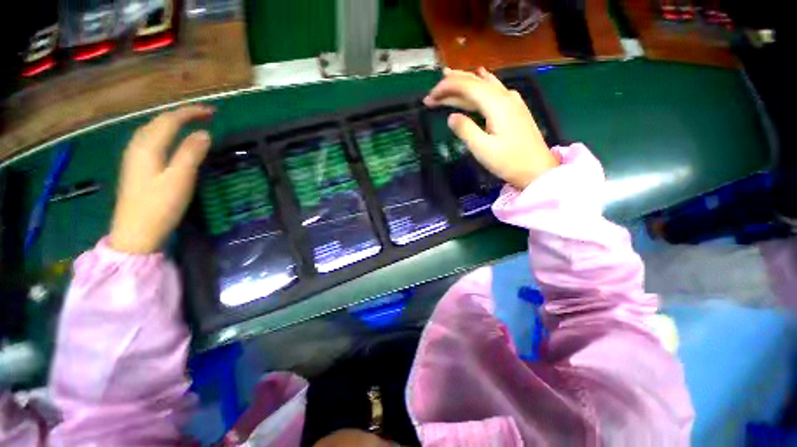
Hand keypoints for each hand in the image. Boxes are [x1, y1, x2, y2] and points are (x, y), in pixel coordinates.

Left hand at [109, 105, 213, 253]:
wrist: (135, 233)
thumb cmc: (160, 206)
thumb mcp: (180, 179)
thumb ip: (191, 153)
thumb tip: (204, 134)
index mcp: (148, 146)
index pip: (170, 120)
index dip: (191, 113)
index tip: (213, 112)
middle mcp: (137, 146)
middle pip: (158, 122)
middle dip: (181, 115)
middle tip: (205, 116)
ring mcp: (134, 157)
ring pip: (153, 130)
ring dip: (172, 123)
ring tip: (190, 123)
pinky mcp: (136, 168)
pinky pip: (151, 141)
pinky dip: (164, 134)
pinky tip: (170, 140)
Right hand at [423, 67, 558, 189]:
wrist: (537, 170)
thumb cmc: (509, 162)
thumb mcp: (482, 149)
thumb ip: (465, 130)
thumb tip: (451, 116)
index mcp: (496, 104)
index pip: (466, 86)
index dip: (445, 88)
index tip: (429, 98)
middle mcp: (504, 95)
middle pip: (474, 82)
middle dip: (451, 85)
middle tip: (432, 94)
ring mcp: (511, 100)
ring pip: (483, 85)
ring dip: (464, 83)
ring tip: (447, 78)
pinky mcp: (514, 108)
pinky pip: (493, 89)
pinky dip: (481, 84)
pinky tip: (480, 75)